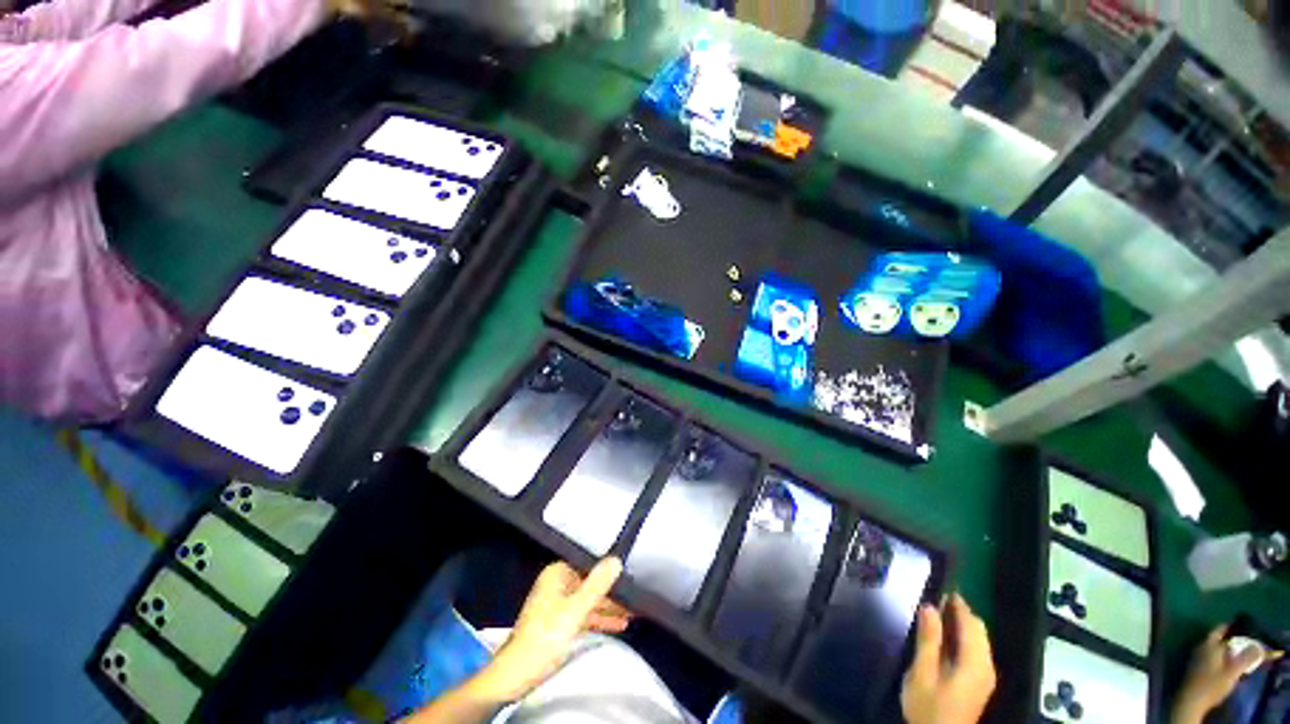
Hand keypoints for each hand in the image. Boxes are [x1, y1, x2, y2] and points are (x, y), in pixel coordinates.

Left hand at [475, 558, 631, 701]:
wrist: (516, 674)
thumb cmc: (545, 637)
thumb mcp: (575, 610)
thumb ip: (597, 584)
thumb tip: (616, 559)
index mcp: (557, 574)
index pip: (589, 566)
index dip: (609, 573)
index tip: (630, 578)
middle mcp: (557, 584)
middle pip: (590, 585)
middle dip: (611, 595)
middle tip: (635, 600)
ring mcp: (556, 603)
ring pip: (588, 601)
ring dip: (608, 609)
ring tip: (632, 614)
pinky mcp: (558, 622)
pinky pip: (583, 615)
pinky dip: (598, 620)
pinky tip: (617, 625)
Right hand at [901, 593, 997, 723]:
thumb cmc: (929, 707)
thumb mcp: (922, 674)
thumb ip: (928, 640)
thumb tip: (930, 606)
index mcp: (975, 663)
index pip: (971, 623)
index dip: (956, 603)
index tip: (938, 585)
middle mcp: (986, 666)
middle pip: (979, 629)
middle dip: (959, 611)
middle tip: (933, 597)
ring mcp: (985, 675)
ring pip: (979, 639)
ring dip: (961, 623)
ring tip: (935, 614)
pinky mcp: (980, 682)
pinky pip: (976, 649)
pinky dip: (963, 636)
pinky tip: (944, 637)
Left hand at [1172, 625, 1268, 723]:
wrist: (1191, 701)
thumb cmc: (1212, 684)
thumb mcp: (1233, 671)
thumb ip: (1245, 658)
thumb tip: (1258, 645)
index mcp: (1208, 644)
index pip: (1218, 629)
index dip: (1229, 626)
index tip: (1240, 626)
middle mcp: (1199, 647)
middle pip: (1214, 638)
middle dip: (1227, 638)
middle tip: (1241, 640)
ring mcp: (1194, 657)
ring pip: (1211, 648)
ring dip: (1222, 648)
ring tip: (1234, 652)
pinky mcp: (1194, 668)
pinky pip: (1208, 657)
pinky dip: (1217, 657)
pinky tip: (1223, 663)